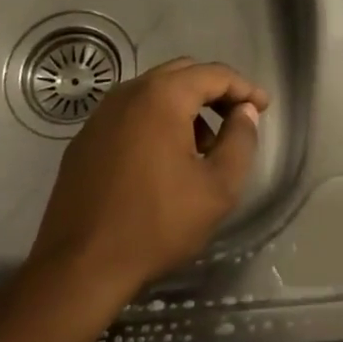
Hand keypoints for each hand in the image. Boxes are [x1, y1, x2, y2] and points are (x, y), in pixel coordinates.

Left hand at [26, 58, 268, 297]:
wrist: (79, 268)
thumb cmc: (156, 224)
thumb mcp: (217, 188)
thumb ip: (240, 141)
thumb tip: (245, 112)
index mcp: (162, 96)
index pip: (213, 74)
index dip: (243, 87)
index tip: (263, 107)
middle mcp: (128, 92)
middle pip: (182, 74)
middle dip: (214, 92)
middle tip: (236, 119)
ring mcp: (101, 114)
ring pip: (154, 93)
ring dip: (184, 107)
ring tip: (203, 146)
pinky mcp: (85, 139)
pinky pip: (131, 114)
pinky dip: (156, 121)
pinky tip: (164, 160)